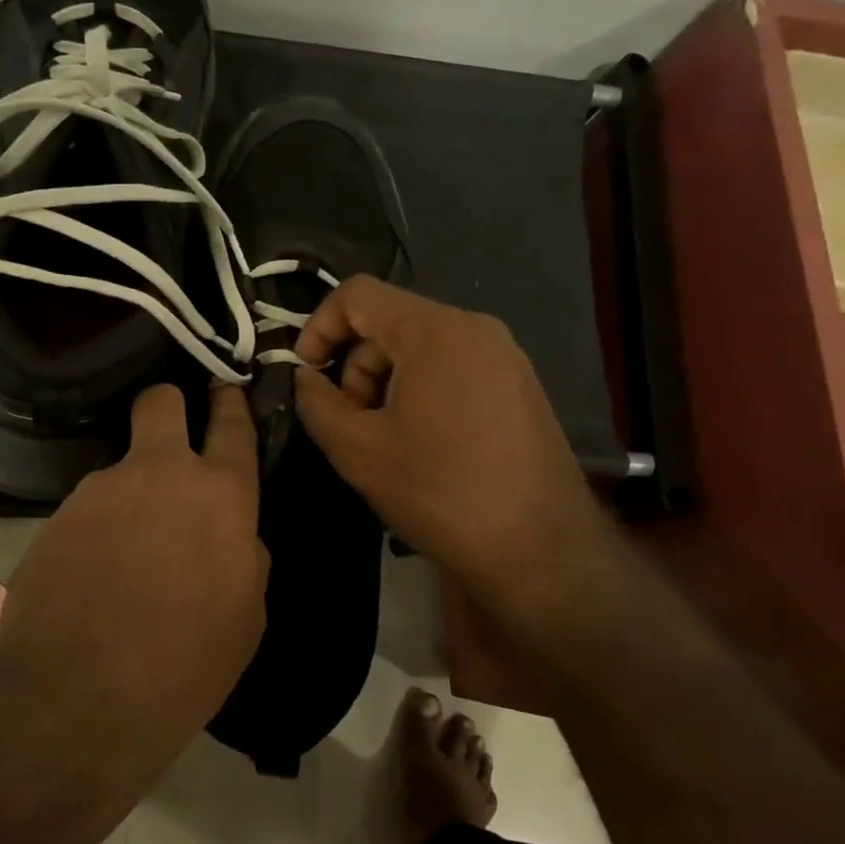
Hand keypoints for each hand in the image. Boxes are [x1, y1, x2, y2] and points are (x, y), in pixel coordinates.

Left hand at [0, 384, 268, 726]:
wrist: (76, 696)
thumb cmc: (184, 663)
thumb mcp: (245, 617)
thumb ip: (244, 559)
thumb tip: (232, 538)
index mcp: (220, 495)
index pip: (232, 425)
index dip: (230, 401)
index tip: (226, 387)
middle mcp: (160, 474)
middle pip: (161, 402)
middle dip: (169, 406)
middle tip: (170, 436)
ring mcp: (102, 490)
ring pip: (122, 468)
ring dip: (130, 495)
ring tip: (125, 557)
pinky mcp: (57, 516)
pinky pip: (89, 509)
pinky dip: (97, 530)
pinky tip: (94, 578)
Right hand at [292, 277, 622, 628]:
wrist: (539, 549)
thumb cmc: (440, 492)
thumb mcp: (358, 451)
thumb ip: (317, 403)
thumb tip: (305, 378)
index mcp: (434, 331)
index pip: (358, 294)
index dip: (318, 326)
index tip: (306, 373)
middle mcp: (475, 328)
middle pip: (390, 324)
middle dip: (357, 369)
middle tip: (353, 426)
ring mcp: (504, 356)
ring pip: (421, 348)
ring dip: (387, 385)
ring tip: (389, 444)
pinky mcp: (519, 385)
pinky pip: (453, 368)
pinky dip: (421, 393)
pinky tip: (424, 446)